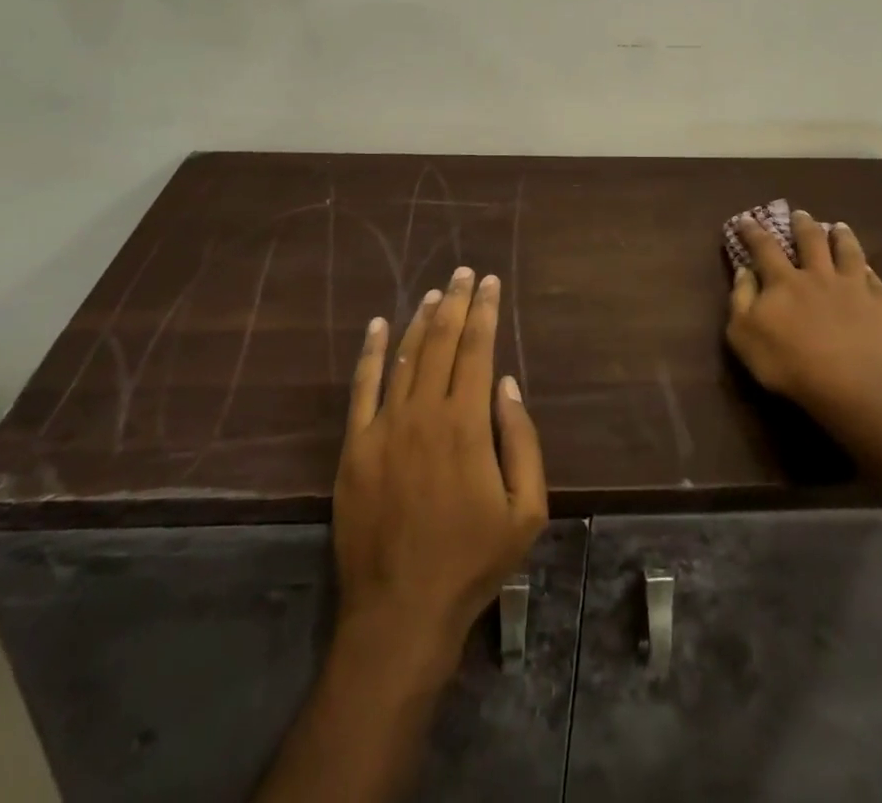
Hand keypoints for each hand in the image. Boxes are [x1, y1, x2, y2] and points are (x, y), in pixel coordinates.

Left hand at [332, 268, 548, 675]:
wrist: (401, 609)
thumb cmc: (472, 561)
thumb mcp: (526, 510)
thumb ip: (522, 441)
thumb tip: (507, 384)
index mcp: (466, 424)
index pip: (477, 350)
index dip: (485, 312)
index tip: (490, 283)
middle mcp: (424, 412)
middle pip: (441, 342)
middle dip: (456, 303)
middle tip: (464, 273)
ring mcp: (384, 427)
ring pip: (404, 356)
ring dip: (420, 319)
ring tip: (435, 293)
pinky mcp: (354, 446)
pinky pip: (362, 387)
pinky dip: (370, 352)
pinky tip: (377, 325)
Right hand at [726, 211, 881, 426]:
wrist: (850, 390)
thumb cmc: (788, 364)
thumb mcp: (744, 335)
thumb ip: (742, 299)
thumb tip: (743, 271)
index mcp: (784, 281)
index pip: (764, 247)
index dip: (753, 232)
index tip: (747, 220)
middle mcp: (818, 275)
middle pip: (811, 240)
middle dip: (803, 224)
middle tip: (800, 214)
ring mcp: (852, 289)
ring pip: (848, 252)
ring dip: (841, 237)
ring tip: (839, 227)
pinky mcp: (879, 308)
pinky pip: (873, 280)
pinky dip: (867, 269)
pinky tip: (867, 268)